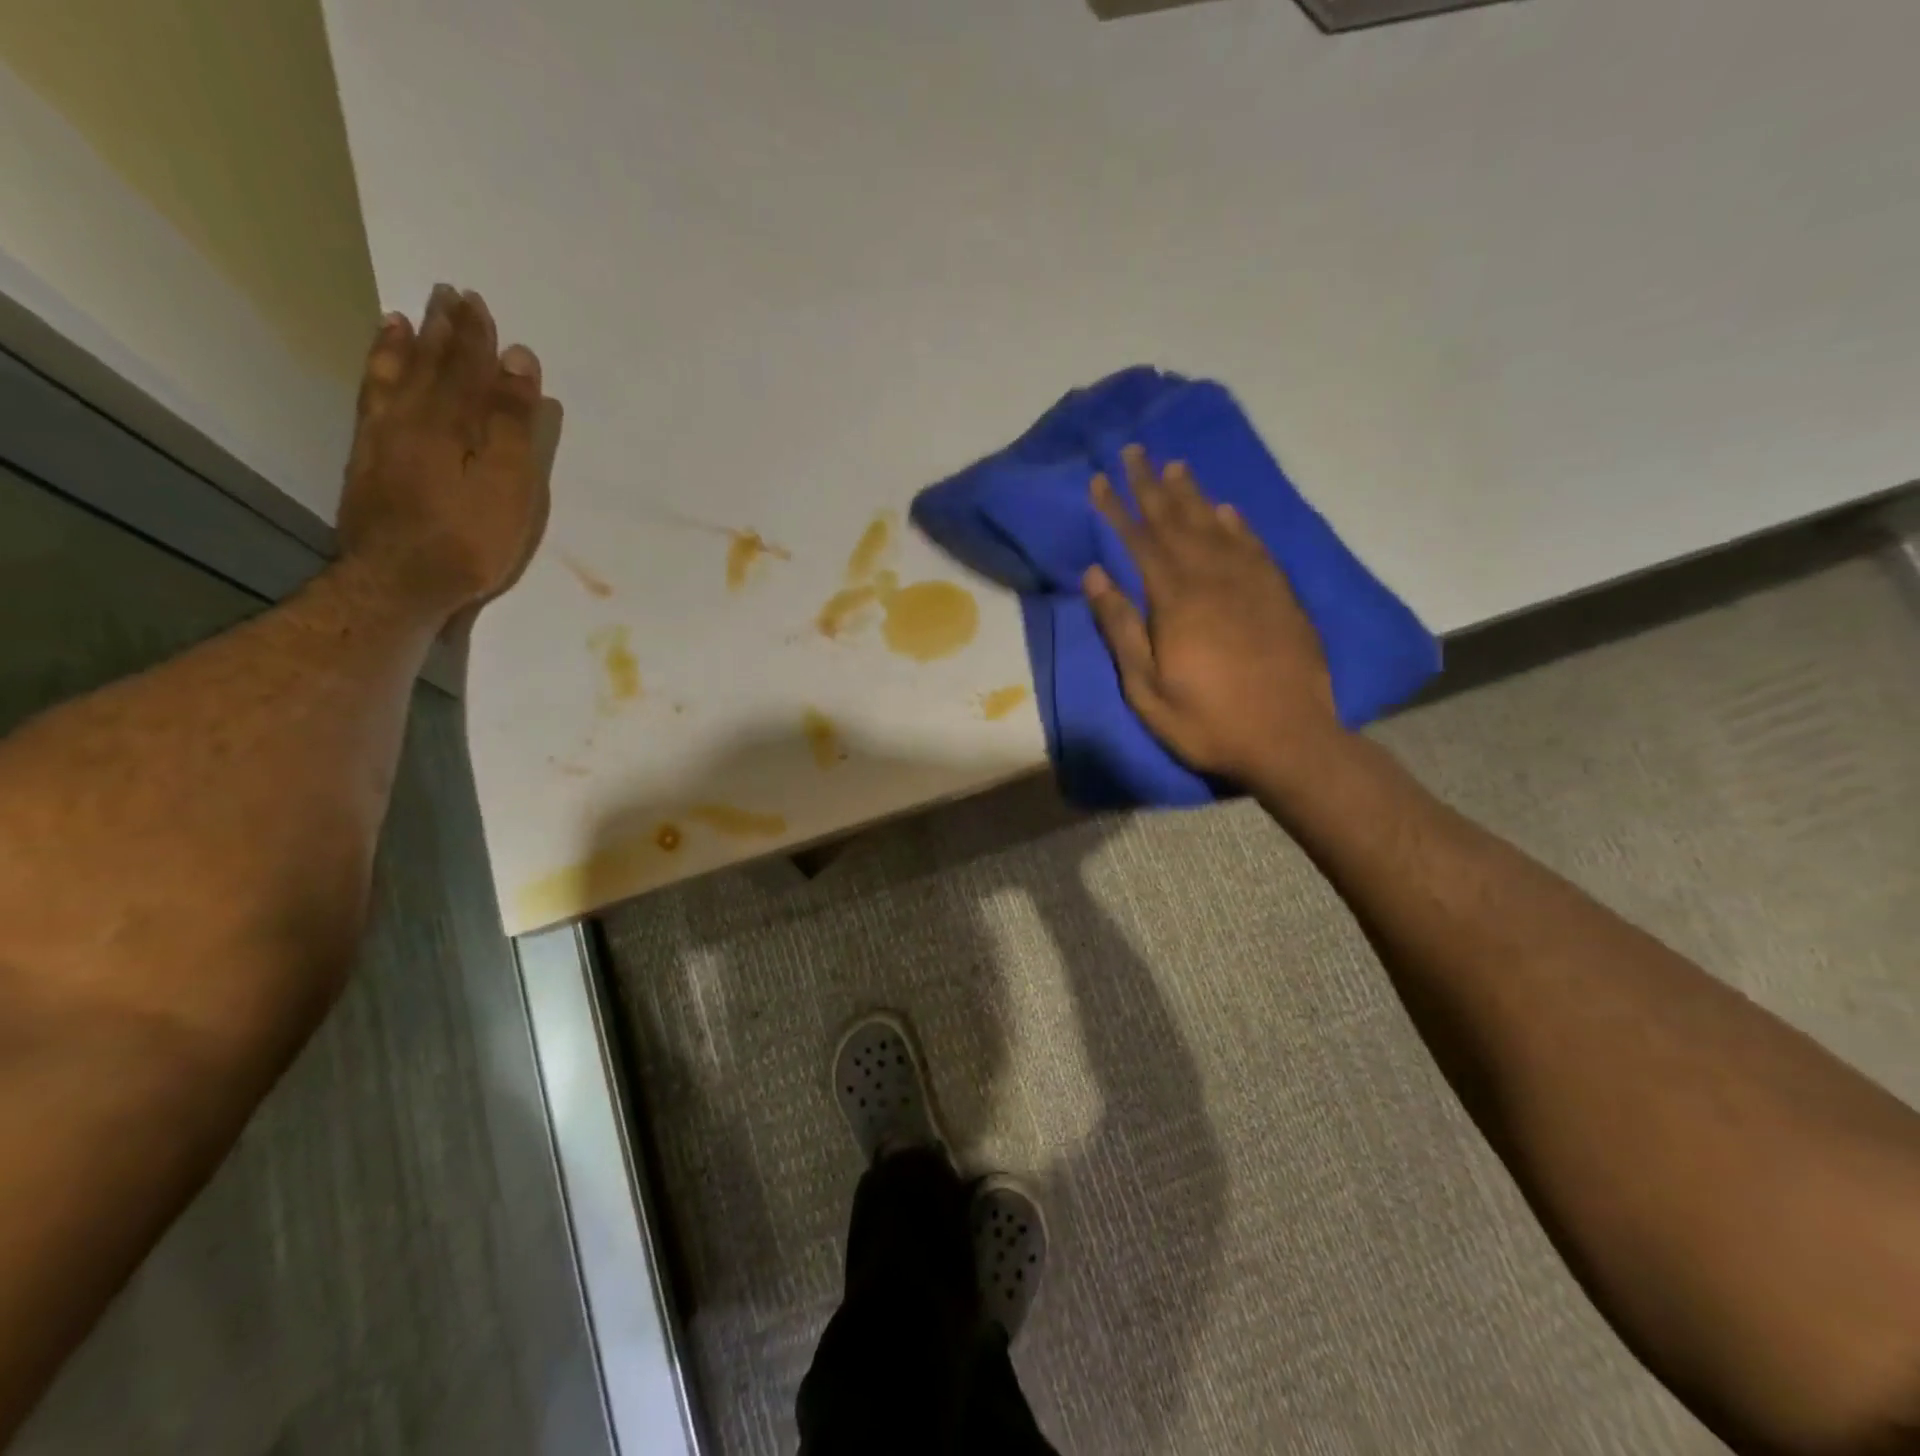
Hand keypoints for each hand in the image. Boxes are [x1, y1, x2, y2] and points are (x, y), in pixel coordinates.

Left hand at [337, 284, 549, 622]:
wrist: (400, 582)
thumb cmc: (469, 538)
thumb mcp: (508, 483)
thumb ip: (512, 421)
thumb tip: (517, 358)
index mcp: (450, 421)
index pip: (467, 367)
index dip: (476, 337)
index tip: (480, 304)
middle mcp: (411, 417)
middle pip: (429, 364)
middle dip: (442, 330)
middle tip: (447, 294)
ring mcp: (382, 438)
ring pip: (394, 377)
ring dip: (404, 346)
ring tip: (406, 317)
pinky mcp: (367, 461)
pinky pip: (371, 400)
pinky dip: (378, 377)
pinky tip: (380, 370)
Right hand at [1084, 445, 1342, 786]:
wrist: (1290, 739)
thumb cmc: (1207, 721)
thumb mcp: (1147, 688)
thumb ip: (1121, 629)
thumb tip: (1095, 575)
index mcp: (1176, 601)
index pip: (1139, 541)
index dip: (1116, 508)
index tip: (1098, 479)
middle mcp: (1213, 578)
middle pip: (1176, 521)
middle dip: (1151, 485)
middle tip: (1134, 451)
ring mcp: (1252, 583)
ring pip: (1216, 525)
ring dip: (1192, 495)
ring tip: (1175, 466)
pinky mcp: (1279, 595)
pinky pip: (1254, 546)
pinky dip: (1237, 523)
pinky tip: (1226, 509)